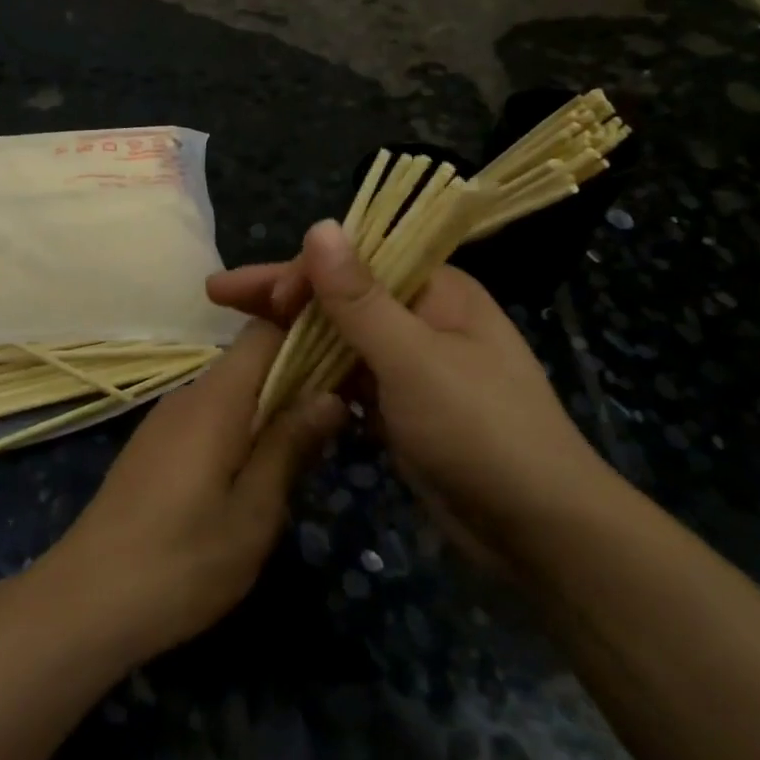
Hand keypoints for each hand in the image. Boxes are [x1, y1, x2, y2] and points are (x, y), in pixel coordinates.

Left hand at [31, 322, 345, 667]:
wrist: (87, 599)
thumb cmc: (183, 560)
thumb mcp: (253, 511)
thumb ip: (290, 445)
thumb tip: (330, 394)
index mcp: (216, 398)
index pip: (264, 331)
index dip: (305, 334)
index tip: (346, 359)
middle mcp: (188, 394)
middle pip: (248, 361)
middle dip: (295, 379)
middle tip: (338, 418)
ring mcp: (166, 419)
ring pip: (229, 392)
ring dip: (268, 409)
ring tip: (305, 450)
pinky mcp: (154, 446)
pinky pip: (208, 417)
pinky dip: (239, 429)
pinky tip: (254, 473)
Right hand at [208, 221, 611, 554]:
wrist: (539, 534)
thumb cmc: (480, 431)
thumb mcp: (414, 359)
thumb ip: (359, 297)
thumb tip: (319, 225)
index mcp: (436, 289)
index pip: (356, 259)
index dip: (301, 270)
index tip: (257, 295)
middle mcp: (422, 316)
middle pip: (341, 295)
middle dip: (283, 297)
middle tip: (219, 296)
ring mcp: (411, 364)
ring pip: (340, 337)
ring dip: (293, 336)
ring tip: (238, 335)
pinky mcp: (401, 406)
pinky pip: (348, 377)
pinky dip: (314, 375)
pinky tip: (275, 378)